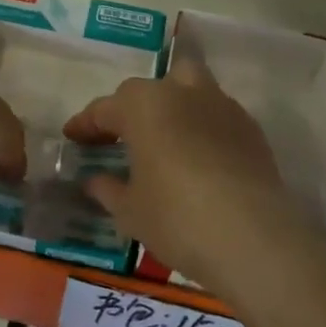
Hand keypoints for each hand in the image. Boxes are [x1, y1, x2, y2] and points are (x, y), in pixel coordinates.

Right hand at [63, 58, 306, 304]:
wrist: (254, 237)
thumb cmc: (177, 218)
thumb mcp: (130, 210)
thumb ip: (108, 189)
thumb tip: (95, 179)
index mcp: (144, 105)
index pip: (105, 108)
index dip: (86, 124)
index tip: (72, 138)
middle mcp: (182, 92)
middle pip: (149, 89)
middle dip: (132, 109)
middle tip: (120, 138)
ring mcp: (221, 106)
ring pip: (189, 89)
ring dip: (171, 108)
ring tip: (163, 141)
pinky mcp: (250, 128)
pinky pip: (216, 115)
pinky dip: (201, 128)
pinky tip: (197, 158)